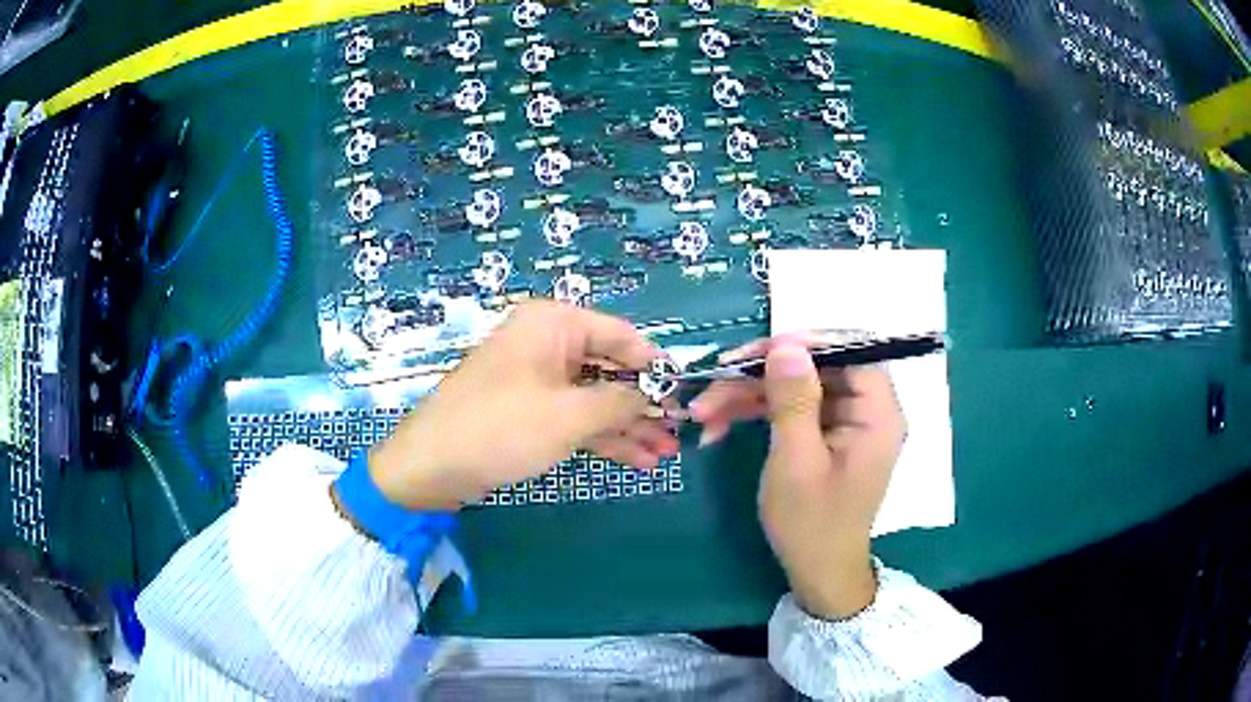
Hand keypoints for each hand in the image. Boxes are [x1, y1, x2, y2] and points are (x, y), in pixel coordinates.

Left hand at [370, 301, 677, 509]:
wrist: (431, 466)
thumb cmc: (501, 428)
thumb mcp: (570, 416)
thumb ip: (621, 402)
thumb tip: (657, 396)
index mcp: (554, 325)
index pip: (622, 336)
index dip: (657, 366)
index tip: (687, 395)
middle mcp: (547, 344)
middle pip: (610, 370)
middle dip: (645, 405)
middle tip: (680, 434)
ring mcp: (538, 380)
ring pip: (595, 398)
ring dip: (630, 426)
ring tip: (667, 454)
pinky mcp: (529, 411)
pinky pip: (576, 417)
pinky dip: (603, 437)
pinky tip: (637, 460)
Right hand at [689, 335, 904, 618]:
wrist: (816, 572)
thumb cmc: (812, 523)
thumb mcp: (797, 461)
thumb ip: (794, 400)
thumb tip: (786, 344)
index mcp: (877, 414)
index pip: (851, 352)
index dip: (806, 344)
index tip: (756, 353)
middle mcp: (866, 410)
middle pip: (816, 367)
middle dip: (760, 374)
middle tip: (713, 382)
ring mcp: (844, 422)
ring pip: (796, 386)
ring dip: (748, 395)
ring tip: (701, 412)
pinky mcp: (824, 434)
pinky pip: (791, 408)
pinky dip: (755, 413)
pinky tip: (718, 426)